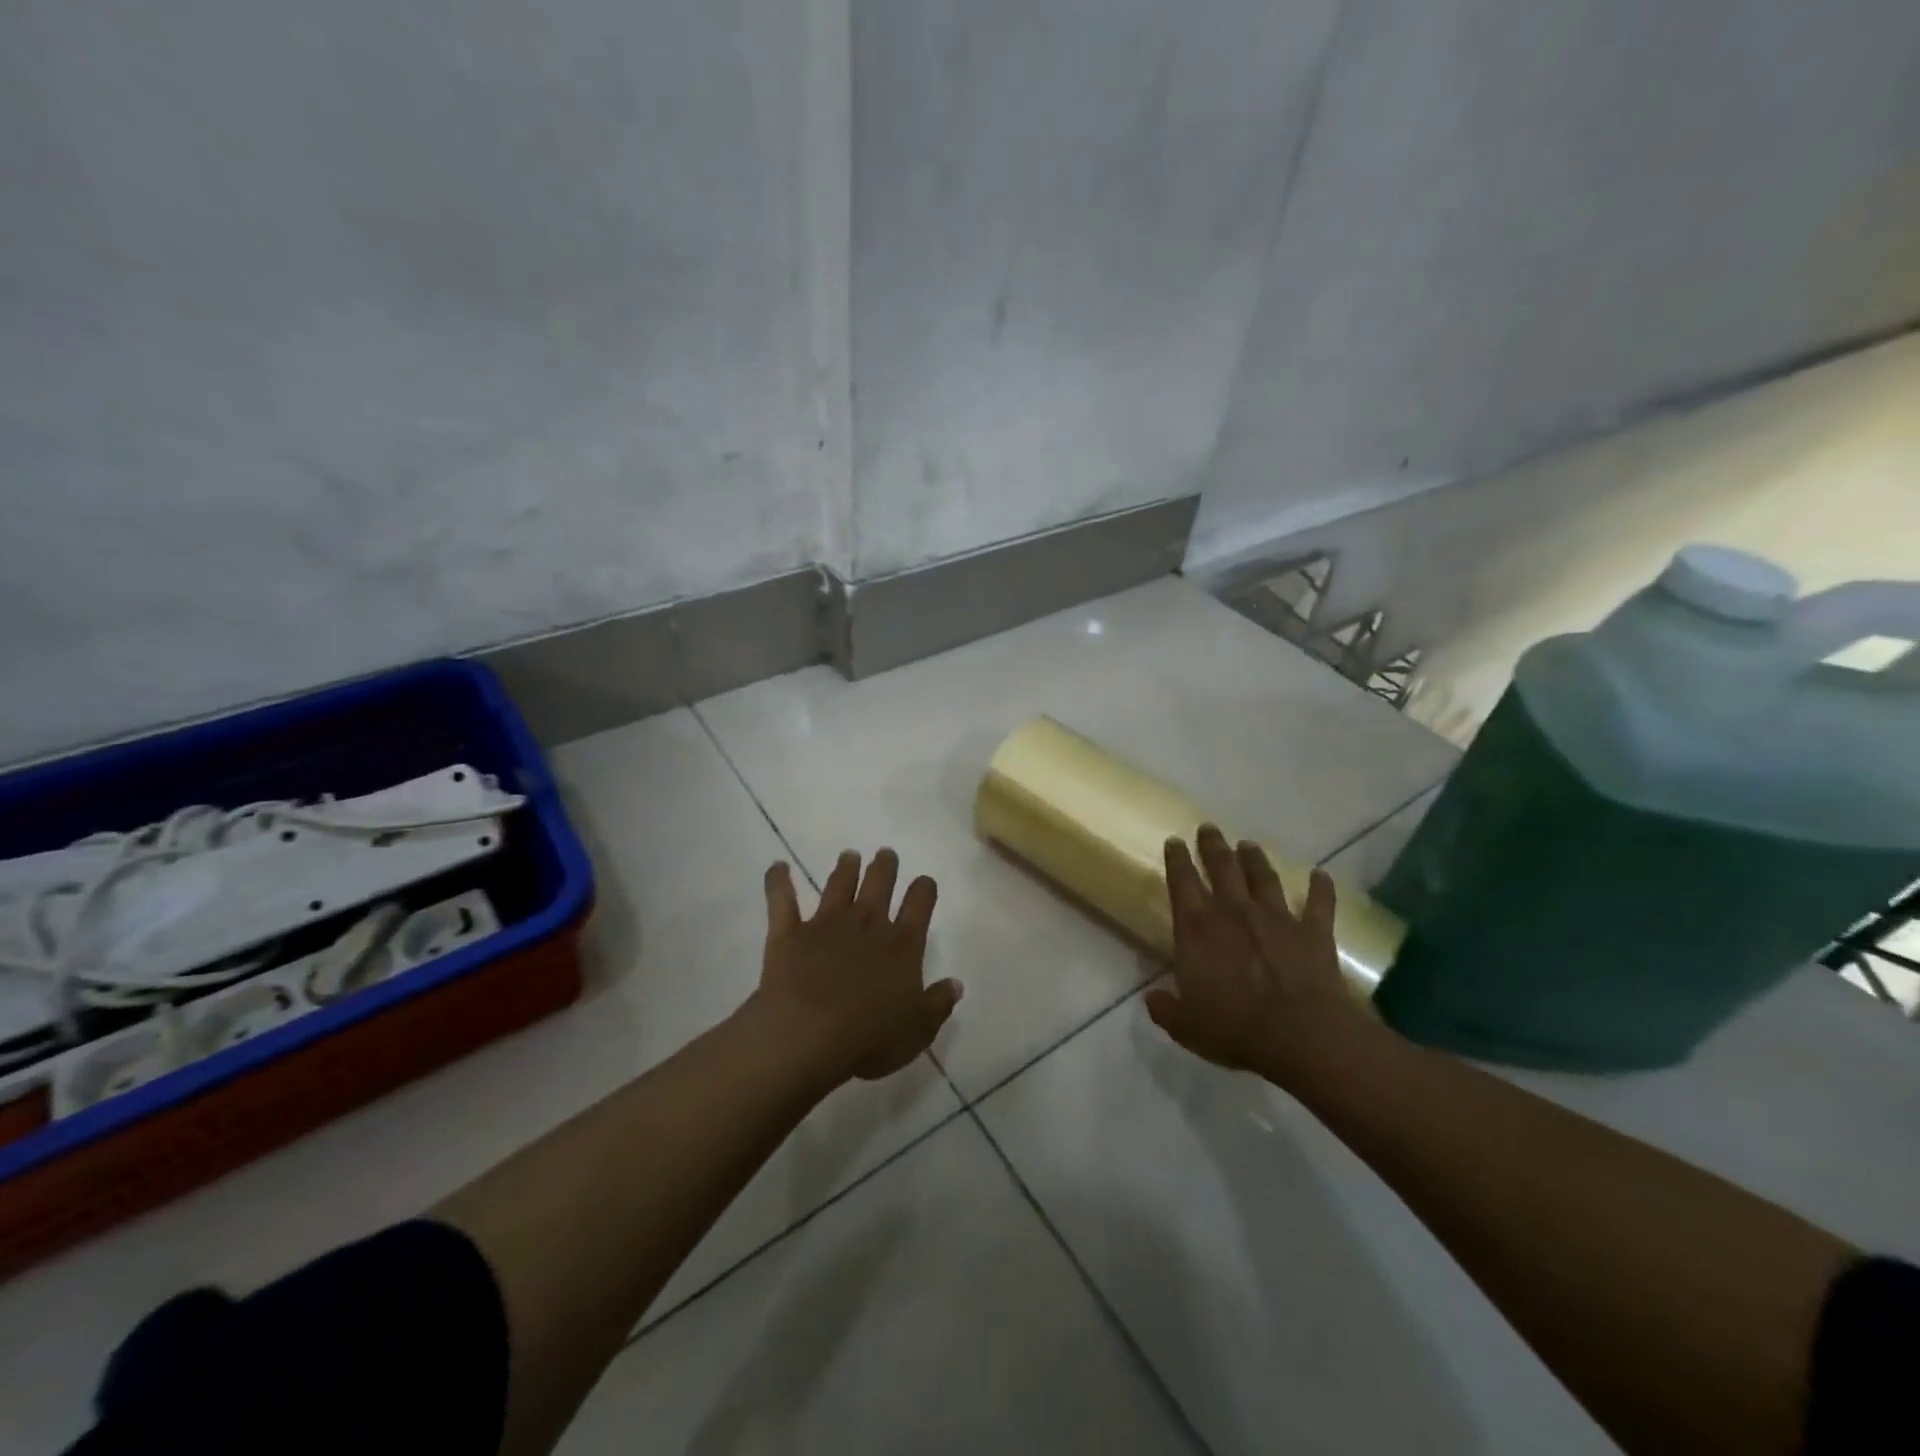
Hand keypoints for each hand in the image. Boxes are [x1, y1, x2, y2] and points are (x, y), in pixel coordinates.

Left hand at [751, 849, 961, 1084]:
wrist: (807, 1036)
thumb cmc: (869, 1038)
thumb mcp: (918, 1031)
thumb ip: (938, 1004)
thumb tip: (955, 984)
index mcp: (902, 945)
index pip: (920, 904)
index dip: (924, 889)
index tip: (924, 883)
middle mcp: (867, 924)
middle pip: (879, 883)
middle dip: (885, 867)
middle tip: (885, 855)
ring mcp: (826, 924)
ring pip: (839, 884)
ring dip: (845, 868)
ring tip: (849, 856)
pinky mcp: (789, 934)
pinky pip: (782, 900)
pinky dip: (778, 881)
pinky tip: (777, 867)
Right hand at [1146, 825, 1373, 1086]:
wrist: (1299, 1033)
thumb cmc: (1234, 1028)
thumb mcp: (1186, 1026)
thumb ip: (1166, 1009)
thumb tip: (1153, 999)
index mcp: (1197, 929)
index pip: (1182, 883)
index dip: (1177, 860)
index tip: (1174, 842)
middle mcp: (1234, 912)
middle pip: (1222, 868)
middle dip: (1213, 846)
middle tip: (1209, 828)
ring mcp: (1276, 918)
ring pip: (1263, 877)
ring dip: (1255, 859)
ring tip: (1248, 844)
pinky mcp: (1312, 931)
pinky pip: (1319, 903)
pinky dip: (1321, 888)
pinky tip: (1321, 875)